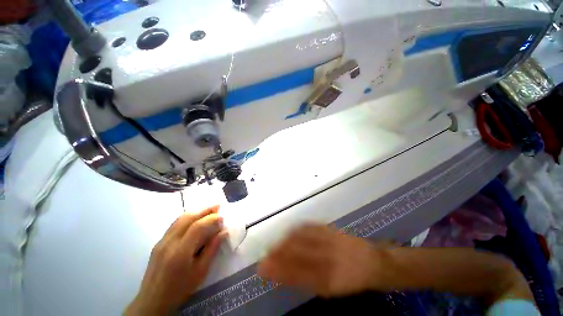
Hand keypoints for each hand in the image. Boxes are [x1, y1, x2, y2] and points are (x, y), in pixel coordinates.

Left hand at [125, 206, 226, 314]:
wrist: (153, 300)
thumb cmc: (180, 288)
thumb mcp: (200, 271)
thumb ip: (212, 249)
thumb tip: (224, 232)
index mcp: (180, 252)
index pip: (197, 227)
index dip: (211, 219)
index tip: (222, 217)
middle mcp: (169, 242)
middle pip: (188, 218)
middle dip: (204, 210)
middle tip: (218, 206)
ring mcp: (161, 241)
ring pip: (180, 219)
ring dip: (196, 212)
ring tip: (209, 210)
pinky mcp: (158, 242)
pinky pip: (175, 224)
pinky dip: (188, 218)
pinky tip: (195, 219)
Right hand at [257, 225, 382, 297]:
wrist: (372, 262)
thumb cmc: (351, 280)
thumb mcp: (330, 288)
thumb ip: (308, 281)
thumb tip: (285, 274)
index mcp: (329, 279)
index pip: (296, 273)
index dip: (278, 269)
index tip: (262, 268)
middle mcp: (328, 258)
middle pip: (297, 252)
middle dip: (278, 253)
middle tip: (265, 255)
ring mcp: (330, 240)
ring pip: (301, 237)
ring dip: (285, 240)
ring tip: (274, 244)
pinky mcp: (331, 229)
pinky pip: (310, 226)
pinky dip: (296, 229)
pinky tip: (289, 231)